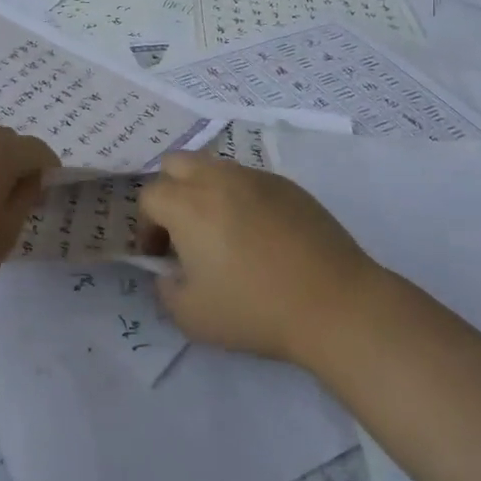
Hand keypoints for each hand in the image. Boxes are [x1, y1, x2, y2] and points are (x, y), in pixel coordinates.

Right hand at [137, 151, 380, 362]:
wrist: (334, 303)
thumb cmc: (255, 309)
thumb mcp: (191, 316)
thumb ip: (166, 290)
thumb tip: (170, 273)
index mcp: (187, 204)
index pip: (149, 196)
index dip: (146, 226)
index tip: (160, 256)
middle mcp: (217, 178)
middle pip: (176, 164)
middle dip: (170, 191)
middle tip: (182, 230)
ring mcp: (255, 177)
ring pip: (214, 167)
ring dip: (205, 191)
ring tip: (221, 231)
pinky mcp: (287, 185)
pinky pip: (249, 180)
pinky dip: (240, 198)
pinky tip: (259, 235)